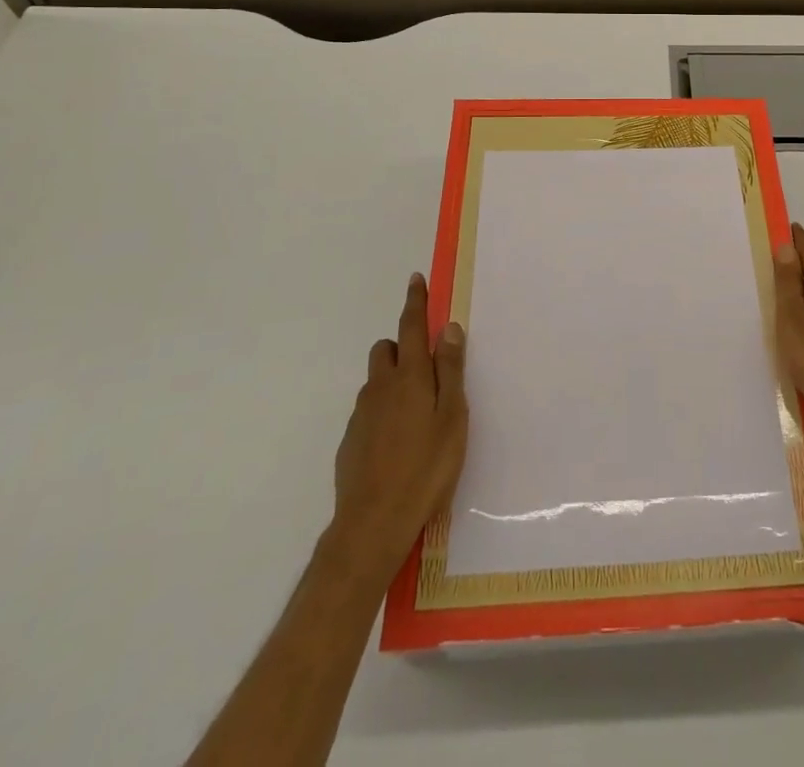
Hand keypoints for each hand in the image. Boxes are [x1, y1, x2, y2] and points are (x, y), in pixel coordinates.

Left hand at [328, 274, 467, 587]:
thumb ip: (451, 370)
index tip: (415, 280)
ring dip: (393, 379)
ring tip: (417, 411)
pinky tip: (398, 441)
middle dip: (404, 345)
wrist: (373, 523)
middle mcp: (381, 387)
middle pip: (387, 349)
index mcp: (410, 376)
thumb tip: (448, 327)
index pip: (412, 327)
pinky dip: (383, 409)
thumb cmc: (426, 466)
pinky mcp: (351, 439)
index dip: (415, 302)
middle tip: (427, 369)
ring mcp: (362, 413)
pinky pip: (369, 409)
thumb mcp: (452, 416)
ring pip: (377, 380)